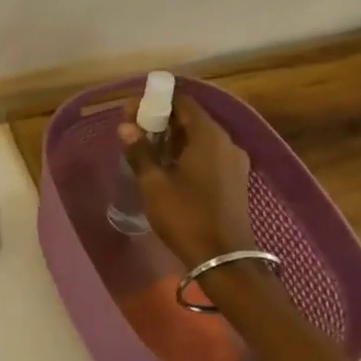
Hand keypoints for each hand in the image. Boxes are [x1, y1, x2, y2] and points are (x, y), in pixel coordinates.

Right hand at [118, 92, 255, 266]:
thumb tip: (125, 126)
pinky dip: (187, 152)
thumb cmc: (186, 216)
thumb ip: (140, 151)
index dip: (156, 101)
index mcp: (209, 136)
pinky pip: (207, 154)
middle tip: (133, 129)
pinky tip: (167, 166)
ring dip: (173, 138)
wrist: (224, 259)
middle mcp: (226, 142)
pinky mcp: (234, 179)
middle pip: (191, 119)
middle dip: (162, 120)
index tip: (132, 110)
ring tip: (145, 148)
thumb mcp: (155, 184)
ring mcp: (233, 162)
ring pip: (199, 138)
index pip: (183, 102)